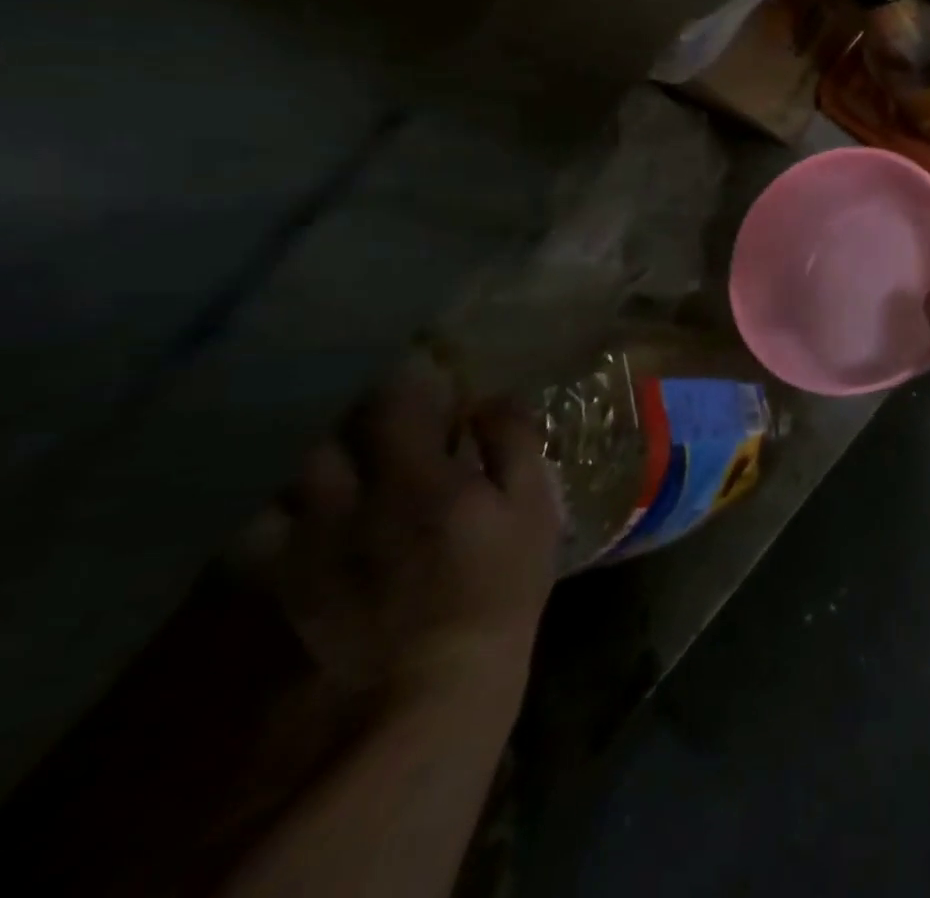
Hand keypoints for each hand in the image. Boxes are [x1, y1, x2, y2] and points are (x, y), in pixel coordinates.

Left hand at [236, 355, 562, 708]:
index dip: (412, 383)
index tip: (434, 383)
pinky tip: (308, 514)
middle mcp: (353, 502)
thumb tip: (492, 400)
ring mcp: (310, 544)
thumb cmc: (500, 586)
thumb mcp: (533, 509)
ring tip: (346, 463)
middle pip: (334, 434)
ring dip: (320, 460)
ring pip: (291, 476)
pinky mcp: (285, 583)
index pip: (396, 402)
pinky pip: (260, 529)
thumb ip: (514, 445)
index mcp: (419, 480)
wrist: (434, 682)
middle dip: (361, 418)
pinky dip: (280, 510)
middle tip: (390, 423)